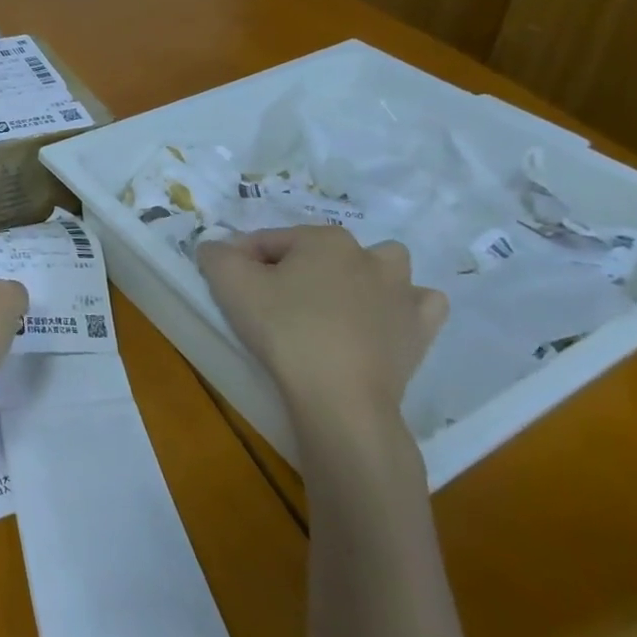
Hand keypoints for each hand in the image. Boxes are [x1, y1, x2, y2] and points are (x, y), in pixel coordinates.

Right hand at [197, 226, 446, 423]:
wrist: (339, 397)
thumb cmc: (284, 329)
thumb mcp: (229, 283)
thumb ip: (216, 254)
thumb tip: (215, 248)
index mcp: (323, 239)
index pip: (269, 240)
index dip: (242, 260)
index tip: (228, 286)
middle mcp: (368, 256)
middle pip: (320, 252)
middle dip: (298, 267)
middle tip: (274, 299)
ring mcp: (402, 293)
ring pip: (382, 267)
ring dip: (361, 276)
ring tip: (333, 303)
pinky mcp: (420, 331)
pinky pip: (420, 306)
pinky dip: (403, 308)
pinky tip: (382, 321)